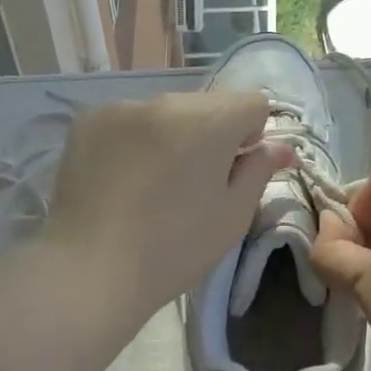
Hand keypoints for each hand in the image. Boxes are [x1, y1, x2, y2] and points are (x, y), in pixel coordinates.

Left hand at [43, 92, 293, 325]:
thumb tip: (282, 147)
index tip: (232, 170)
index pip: (252, 103)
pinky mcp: (89, 119)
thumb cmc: (174, 249)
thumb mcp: (232, 215)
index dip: (252, 135)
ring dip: (171, 134)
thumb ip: (260, 170)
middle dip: (211, 133)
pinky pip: (128, 119)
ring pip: (166, 111)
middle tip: (194, 182)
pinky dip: (133, 139)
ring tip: (152, 183)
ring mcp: (123, 106)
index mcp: (209, 119)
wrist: (89, 270)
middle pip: (207, 104)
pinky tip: (120, 178)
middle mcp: (167, 100)